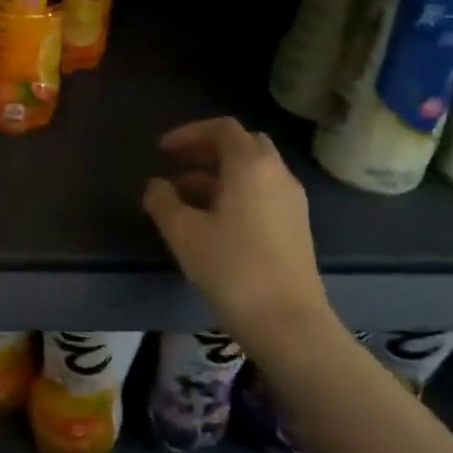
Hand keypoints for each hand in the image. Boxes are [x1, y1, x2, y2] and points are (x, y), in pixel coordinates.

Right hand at [142, 117, 333, 353]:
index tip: (162, 150)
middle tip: (177, 165)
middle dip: (207, 150)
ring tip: (185, 197)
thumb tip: (156, 185)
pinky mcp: (296, 227)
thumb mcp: (183, 233)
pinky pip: (262, 193)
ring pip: (253, 171)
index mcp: (251, 166)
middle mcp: (277, 174)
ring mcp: (291, 202)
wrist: (289, 323)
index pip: (222, 128)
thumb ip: (162, 201)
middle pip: (243, 145)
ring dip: (218, 174)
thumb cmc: (232, 269)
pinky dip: (235, 192)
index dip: (189, 133)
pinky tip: (212, 221)